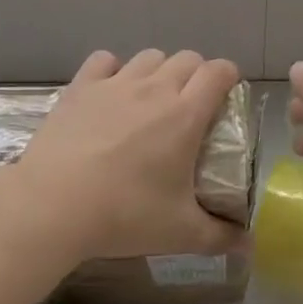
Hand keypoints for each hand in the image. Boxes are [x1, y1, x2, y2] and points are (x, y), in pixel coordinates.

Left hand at [13, 48, 248, 260]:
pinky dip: (113, 69)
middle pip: (187, 59)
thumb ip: (220, 237)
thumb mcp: (180, 233)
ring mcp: (115, 83)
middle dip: (196, 74)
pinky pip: (104, 60)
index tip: (226, 97)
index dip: (228, 77)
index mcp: (185, 114)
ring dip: (158, 70)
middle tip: (191, 106)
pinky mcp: (81, 87)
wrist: (53, 205)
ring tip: (151, 98)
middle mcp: (154, 88)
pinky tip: (111, 91)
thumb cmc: (124, 214)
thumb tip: (249, 246)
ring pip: (149, 57)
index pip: (218, 72)